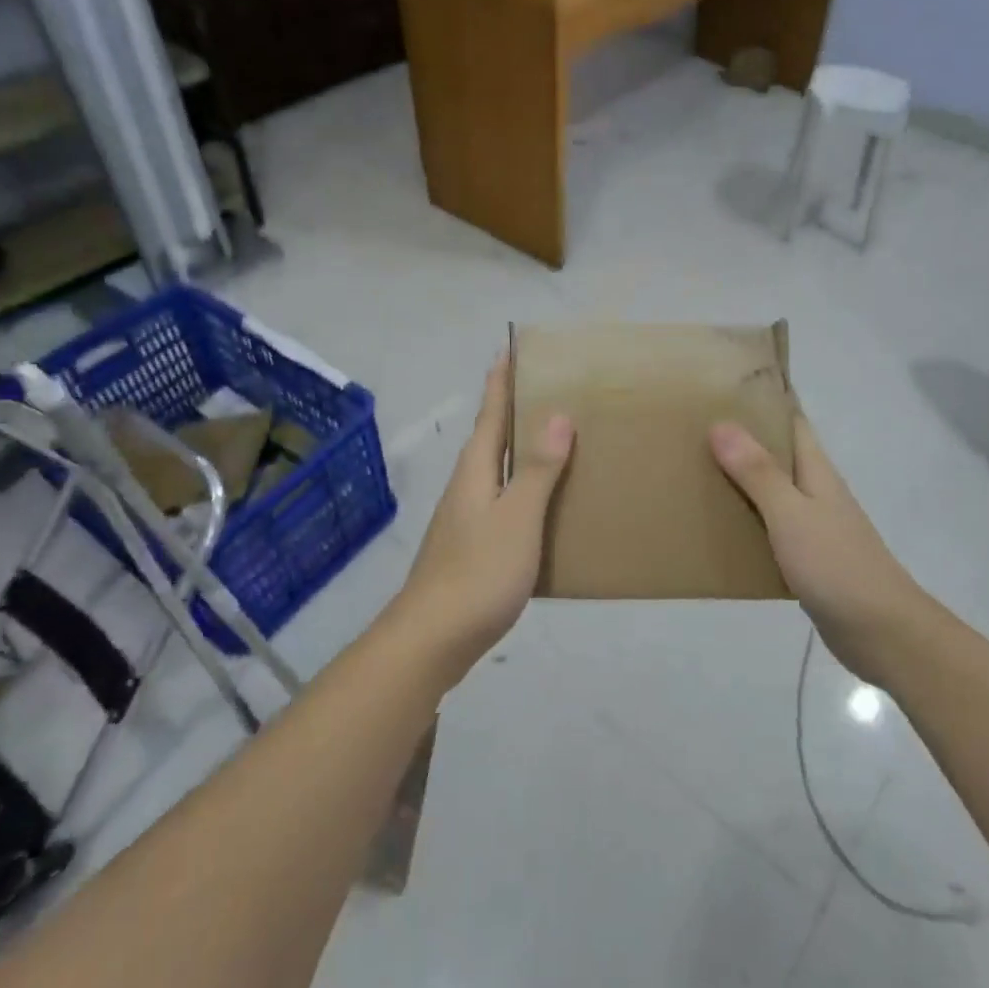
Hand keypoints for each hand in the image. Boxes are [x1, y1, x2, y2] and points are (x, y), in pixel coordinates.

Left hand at [391, 358, 573, 683]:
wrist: (432, 640)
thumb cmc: (478, 572)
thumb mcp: (517, 517)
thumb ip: (536, 468)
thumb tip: (556, 414)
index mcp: (475, 470)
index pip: (490, 412)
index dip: (501, 380)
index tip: (511, 348)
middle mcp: (466, 486)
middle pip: (490, 437)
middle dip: (512, 409)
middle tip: (547, 388)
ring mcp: (464, 518)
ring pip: (495, 470)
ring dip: (519, 449)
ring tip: (554, 440)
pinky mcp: (470, 547)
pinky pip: (501, 500)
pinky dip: (522, 487)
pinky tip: (542, 504)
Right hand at [710, 415, 921, 683]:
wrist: (881, 633)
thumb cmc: (837, 565)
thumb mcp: (791, 514)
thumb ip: (758, 472)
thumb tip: (721, 423)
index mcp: (816, 471)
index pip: (792, 420)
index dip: (764, 400)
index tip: (724, 385)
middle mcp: (814, 491)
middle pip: (776, 453)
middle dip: (741, 438)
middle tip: (692, 426)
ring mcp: (812, 525)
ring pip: (770, 490)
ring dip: (739, 479)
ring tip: (694, 469)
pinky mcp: (805, 557)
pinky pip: (768, 526)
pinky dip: (744, 518)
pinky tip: (716, 525)